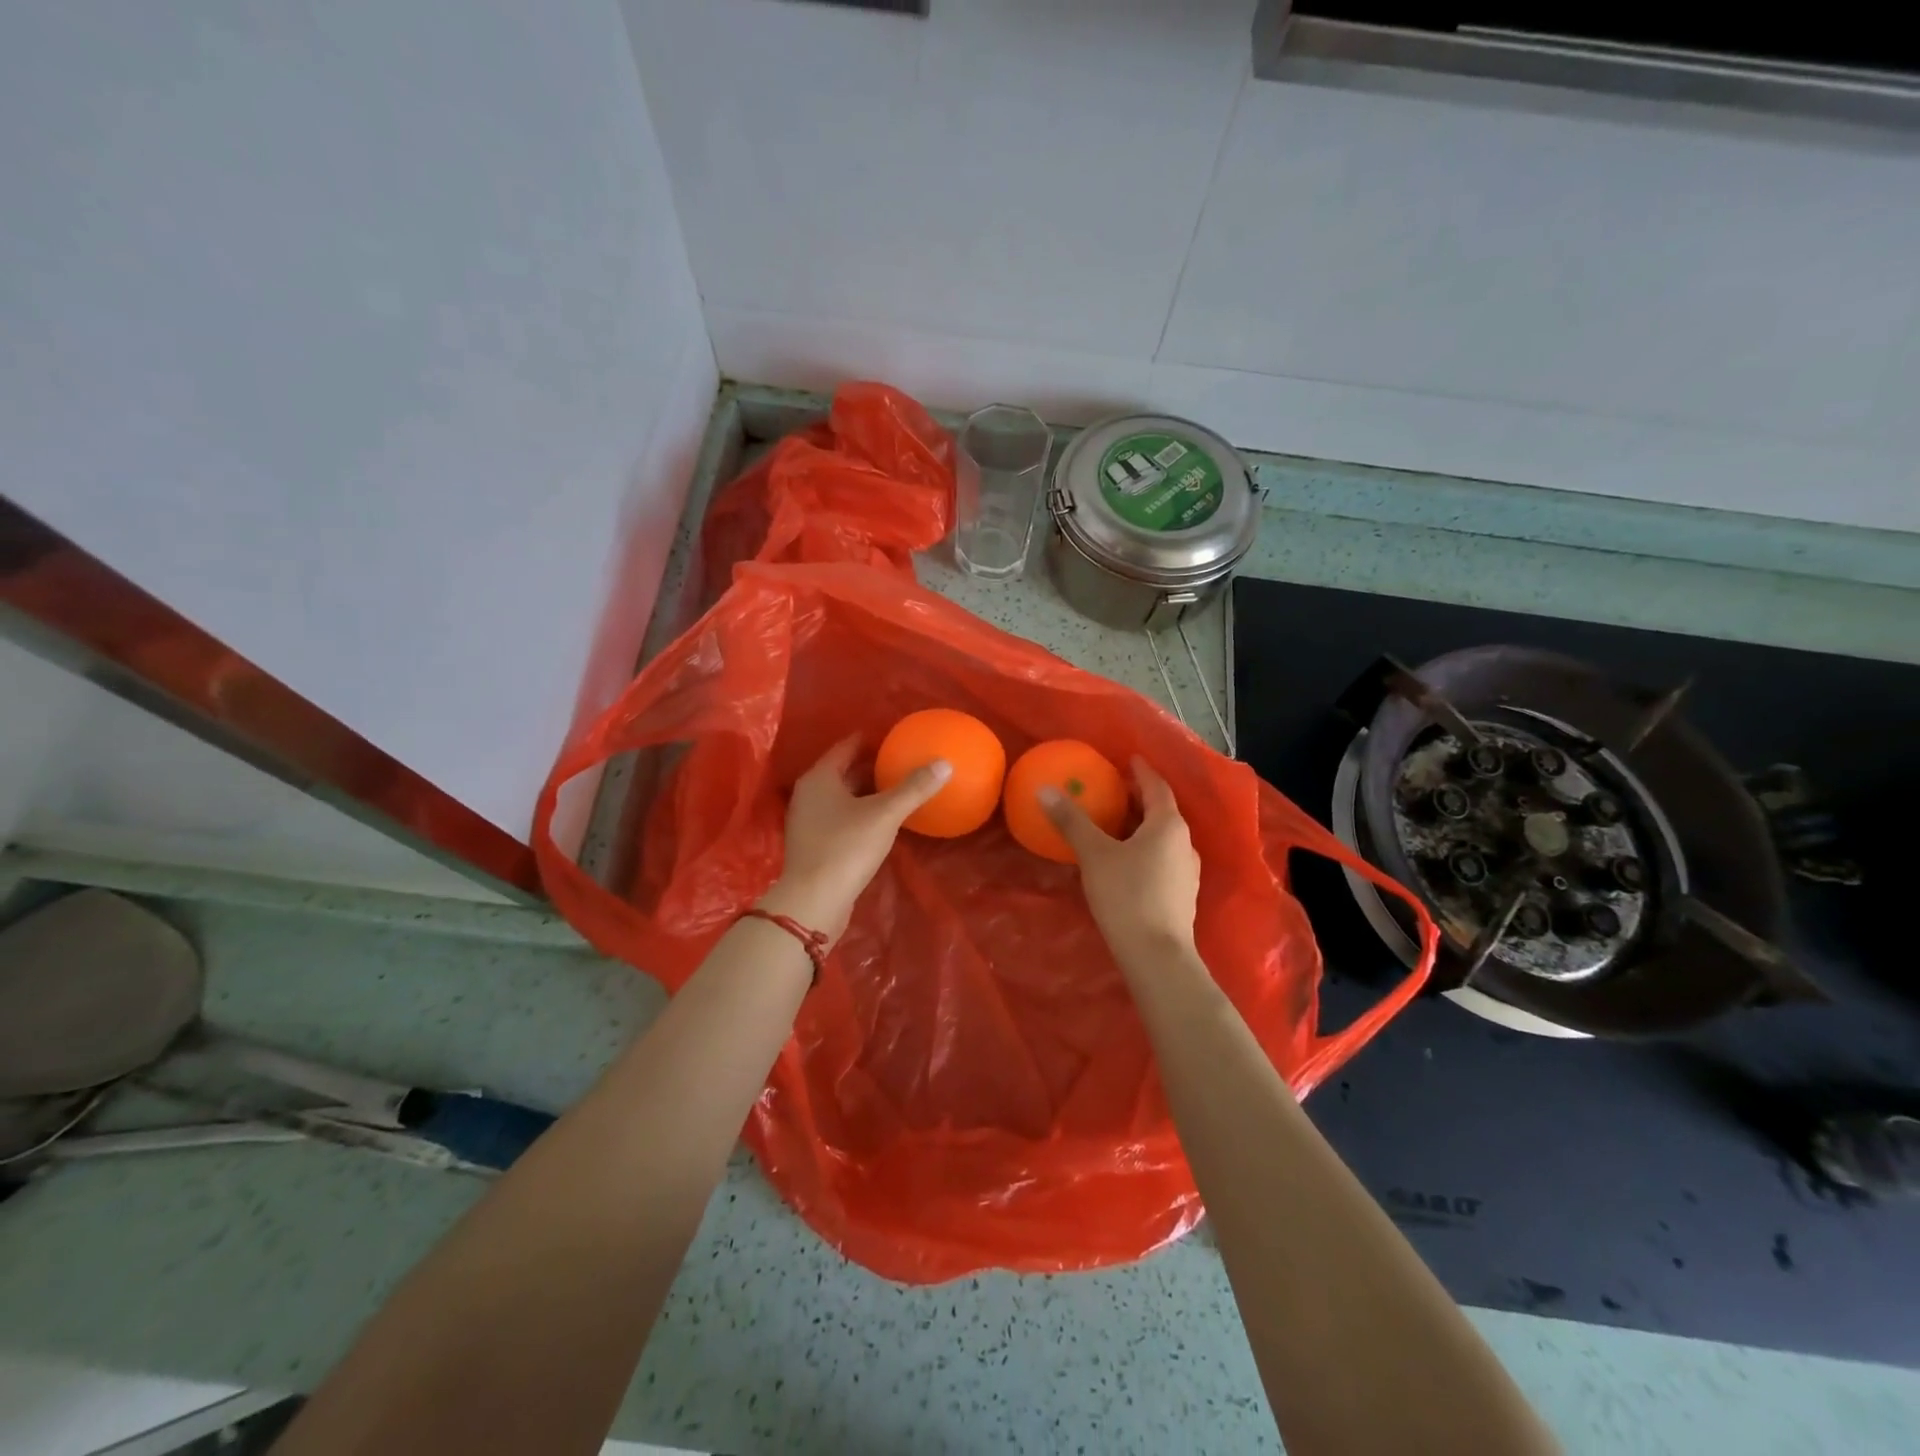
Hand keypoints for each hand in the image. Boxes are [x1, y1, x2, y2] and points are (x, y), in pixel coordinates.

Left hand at [759, 735, 951, 942]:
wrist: (814, 901)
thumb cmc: (846, 848)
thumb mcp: (885, 814)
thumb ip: (914, 788)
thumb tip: (944, 763)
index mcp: (819, 778)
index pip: (845, 747)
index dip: (869, 740)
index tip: (893, 737)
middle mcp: (808, 794)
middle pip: (842, 771)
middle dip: (869, 766)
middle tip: (900, 760)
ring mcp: (807, 821)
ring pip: (840, 797)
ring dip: (865, 791)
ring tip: (895, 788)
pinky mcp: (813, 845)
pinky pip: (839, 818)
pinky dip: (859, 813)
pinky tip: (880, 821)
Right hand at [1043, 758, 1201, 960]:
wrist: (1156, 955)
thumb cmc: (1127, 895)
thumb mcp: (1094, 855)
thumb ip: (1071, 821)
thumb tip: (1045, 790)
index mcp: (1168, 825)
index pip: (1157, 787)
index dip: (1141, 771)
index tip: (1128, 760)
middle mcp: (1185, 843)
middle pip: (1161, 811)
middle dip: (1139, 799)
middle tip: (1114, 790)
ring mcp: (1188, 871)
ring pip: (1163, 837)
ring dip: (1142, 826)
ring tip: (1116, 825)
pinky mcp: (1182, 895)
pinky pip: (1163, 858)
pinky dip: (1145, 849)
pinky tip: (1125, 861)